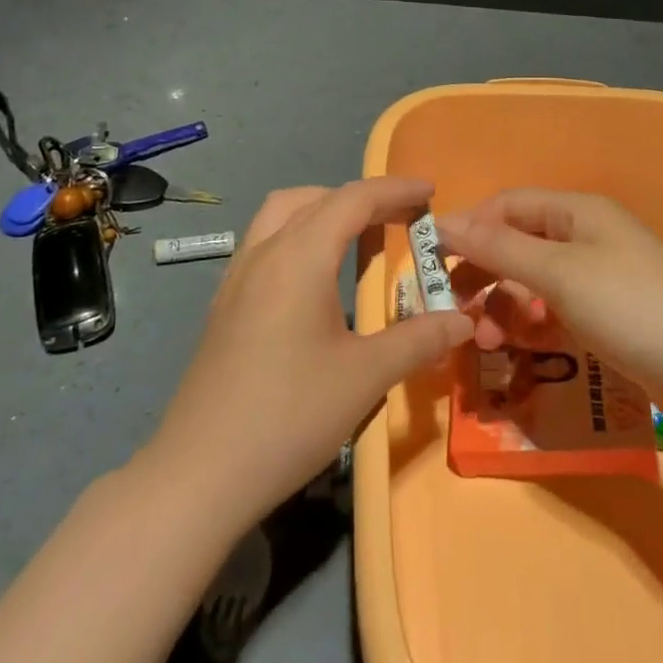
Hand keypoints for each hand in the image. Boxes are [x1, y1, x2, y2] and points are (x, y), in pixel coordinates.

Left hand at [143, 178, 472, 525]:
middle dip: (363, 198)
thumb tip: (462, 320)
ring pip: (282, 214)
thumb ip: (418, 340)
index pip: (353, 200)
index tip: (430, 191)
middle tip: (401, 218)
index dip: (395, 190)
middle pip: (316, 199)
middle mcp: (265, 252)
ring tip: (358, 235)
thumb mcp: (365, 377)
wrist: (200, 472)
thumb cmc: (289, 415)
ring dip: (324, 209)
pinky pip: (265, 242)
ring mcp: (238, 276)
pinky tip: (314, 275)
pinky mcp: (224, 303)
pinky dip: (298, 234)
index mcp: (300, 257)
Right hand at [437, 189, 662, 404]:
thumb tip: (443, 222)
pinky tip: (522, 350)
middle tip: (454, 313)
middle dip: (482, 275)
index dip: (468, 228)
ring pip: (531, 283)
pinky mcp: (606, 315)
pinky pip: (553, 311)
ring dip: (503, 307)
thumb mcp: (558, 274)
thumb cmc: (632, 308)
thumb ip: (499, 248)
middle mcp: (583, 236)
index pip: (506, 206)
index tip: (431, 263)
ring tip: (486, 343)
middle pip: (515, 245)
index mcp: (575, 211)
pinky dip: (532, 326)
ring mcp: (596, 277)